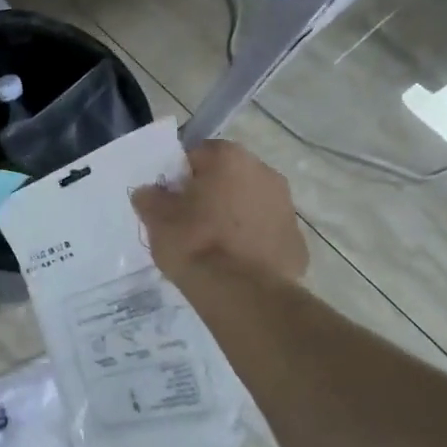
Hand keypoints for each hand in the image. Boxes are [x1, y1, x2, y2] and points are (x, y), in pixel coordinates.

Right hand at [131, 139, 306, 284]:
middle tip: (188, 221)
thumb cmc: (195, 243)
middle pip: (228, 177)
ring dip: (233, 216)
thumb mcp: (157, 219)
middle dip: (210, 193)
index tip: (169, 199)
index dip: (180, 176)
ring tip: (212, 246)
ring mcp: (286, 207)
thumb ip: (150, 198)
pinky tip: (234, 263)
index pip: (197, 154)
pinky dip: (252, 242)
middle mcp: (264, 172)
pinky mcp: (296, 241)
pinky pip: (266, 233)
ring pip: (250, 204)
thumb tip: (149, 192)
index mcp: (229, 158)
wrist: (242, 292)